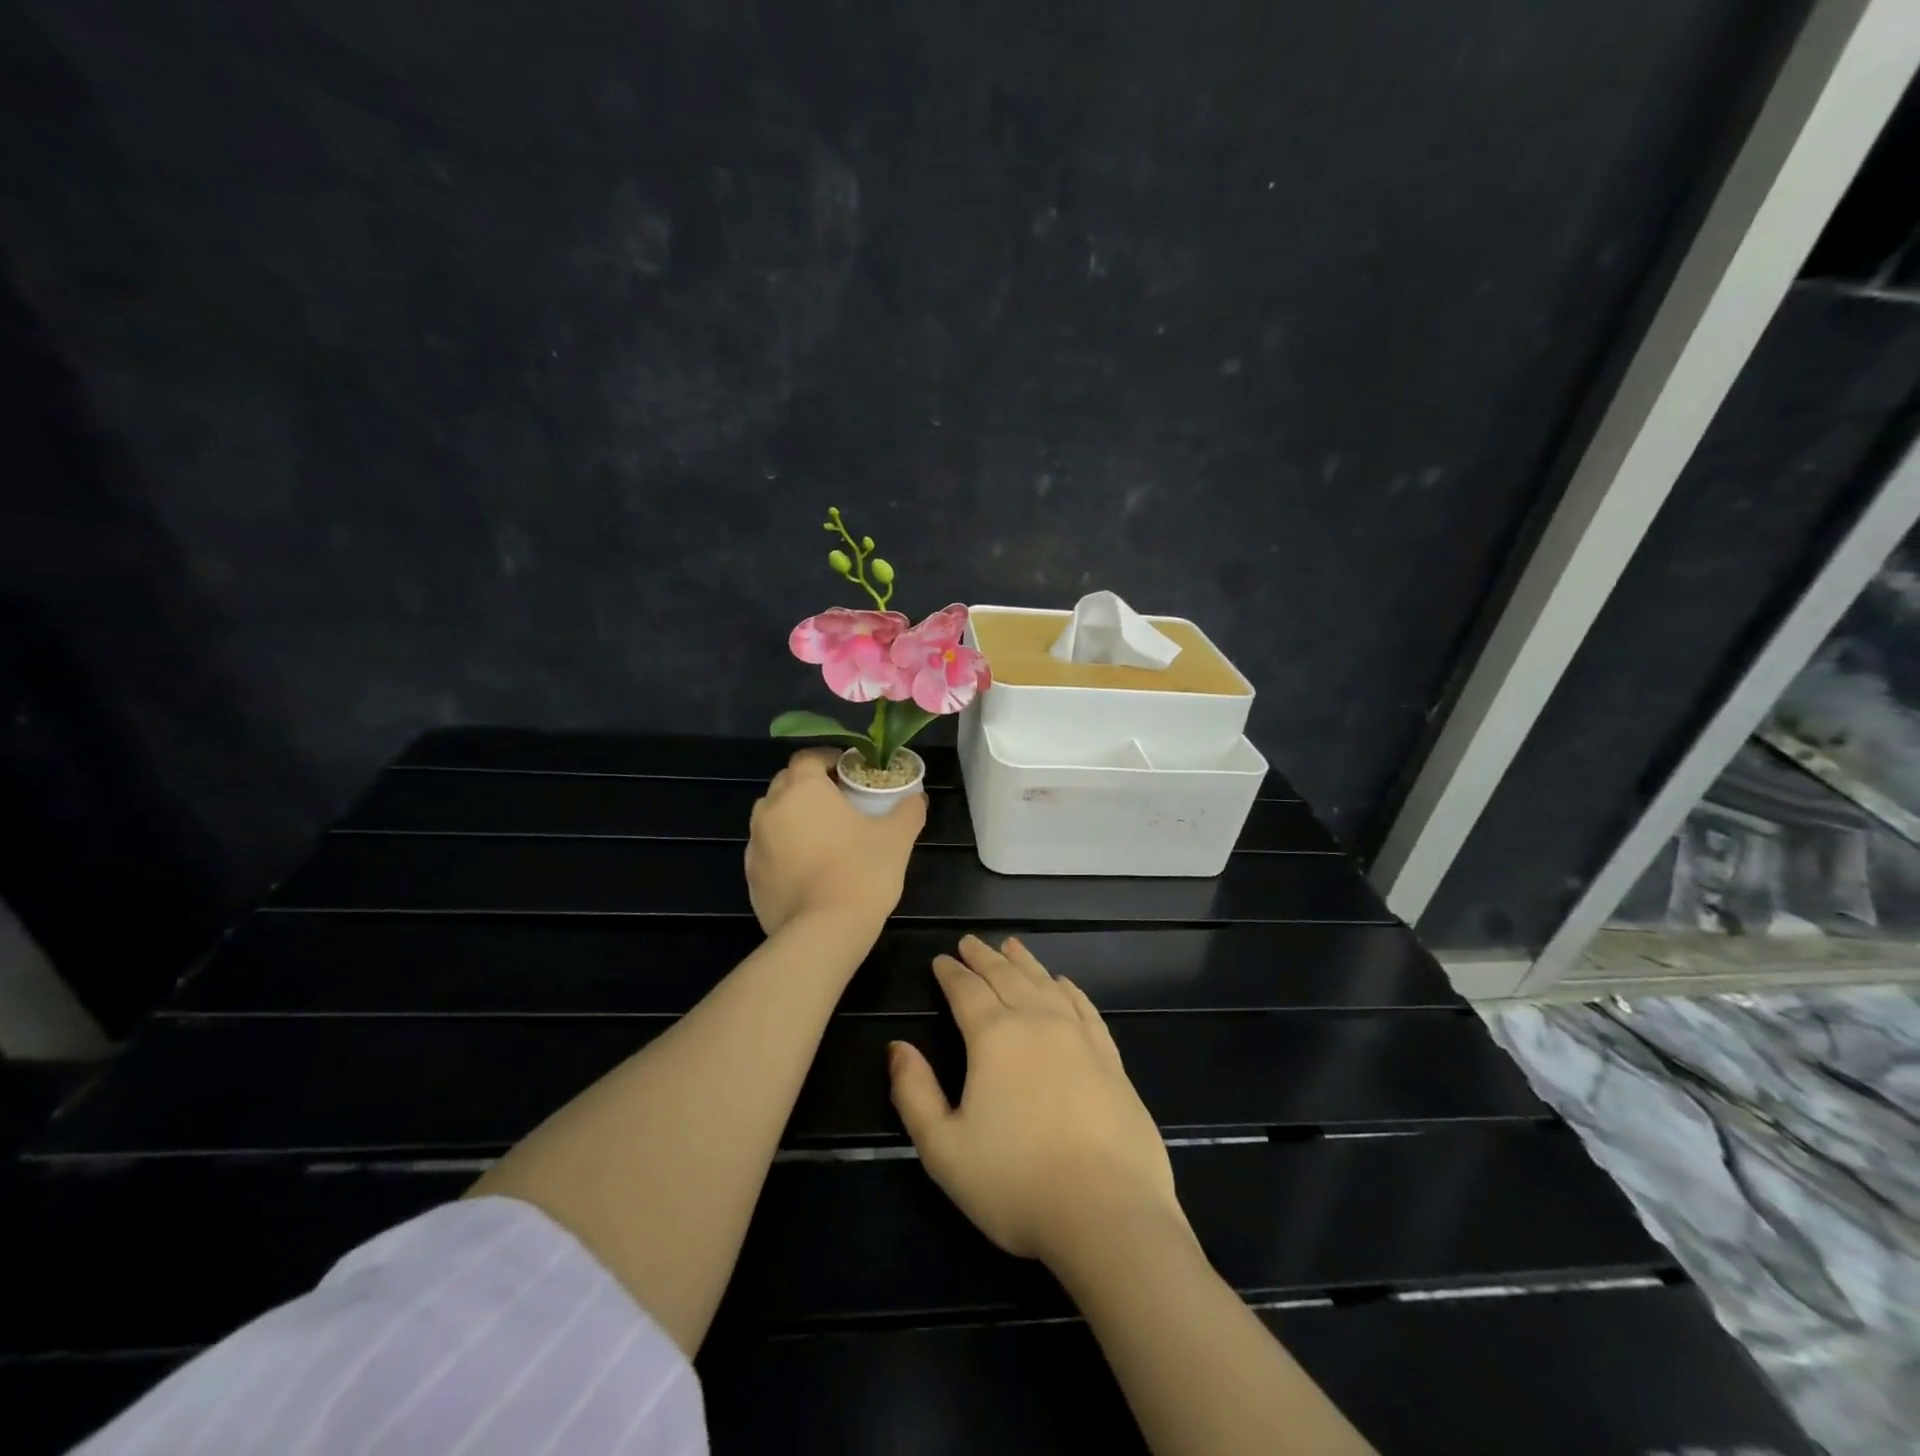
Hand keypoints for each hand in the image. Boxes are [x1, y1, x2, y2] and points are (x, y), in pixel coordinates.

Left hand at [745, 748, 926, 937]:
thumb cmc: (862, 872)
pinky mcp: (751, 877)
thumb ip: (908, 811)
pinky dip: (783, 851)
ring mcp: (755, 844)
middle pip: (785, 784)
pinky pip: (767, 851)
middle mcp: (771, 809)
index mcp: (803, 789)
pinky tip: (807, 869)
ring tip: (821, 836)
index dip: (828, 760)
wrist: (823, 932)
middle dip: (808, 788)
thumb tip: (917, 798)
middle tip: (838, 802)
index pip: (808, 758)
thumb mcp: (896, 838)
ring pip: (772, 817)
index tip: (849, 772)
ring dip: (792, 818)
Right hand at [888, 935, 1187, 1267]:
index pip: (966, 990)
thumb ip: (914, 1093)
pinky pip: (1084, 1007)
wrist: (1107, 1212)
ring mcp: (1079, 1036)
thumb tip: (898, 1048)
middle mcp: (1037, 1022)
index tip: (941, 959)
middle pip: (1006, 976)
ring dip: (1024, 962)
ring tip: (1011, 945)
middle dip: (984, 957)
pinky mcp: (1110, 1057)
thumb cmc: (1015, 1183)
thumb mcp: (944, 1149)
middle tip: (970, 942)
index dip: (951, 973)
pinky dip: (1068, 988)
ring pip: (1045, 983)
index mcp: (994, 1037)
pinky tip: (1063, 983)